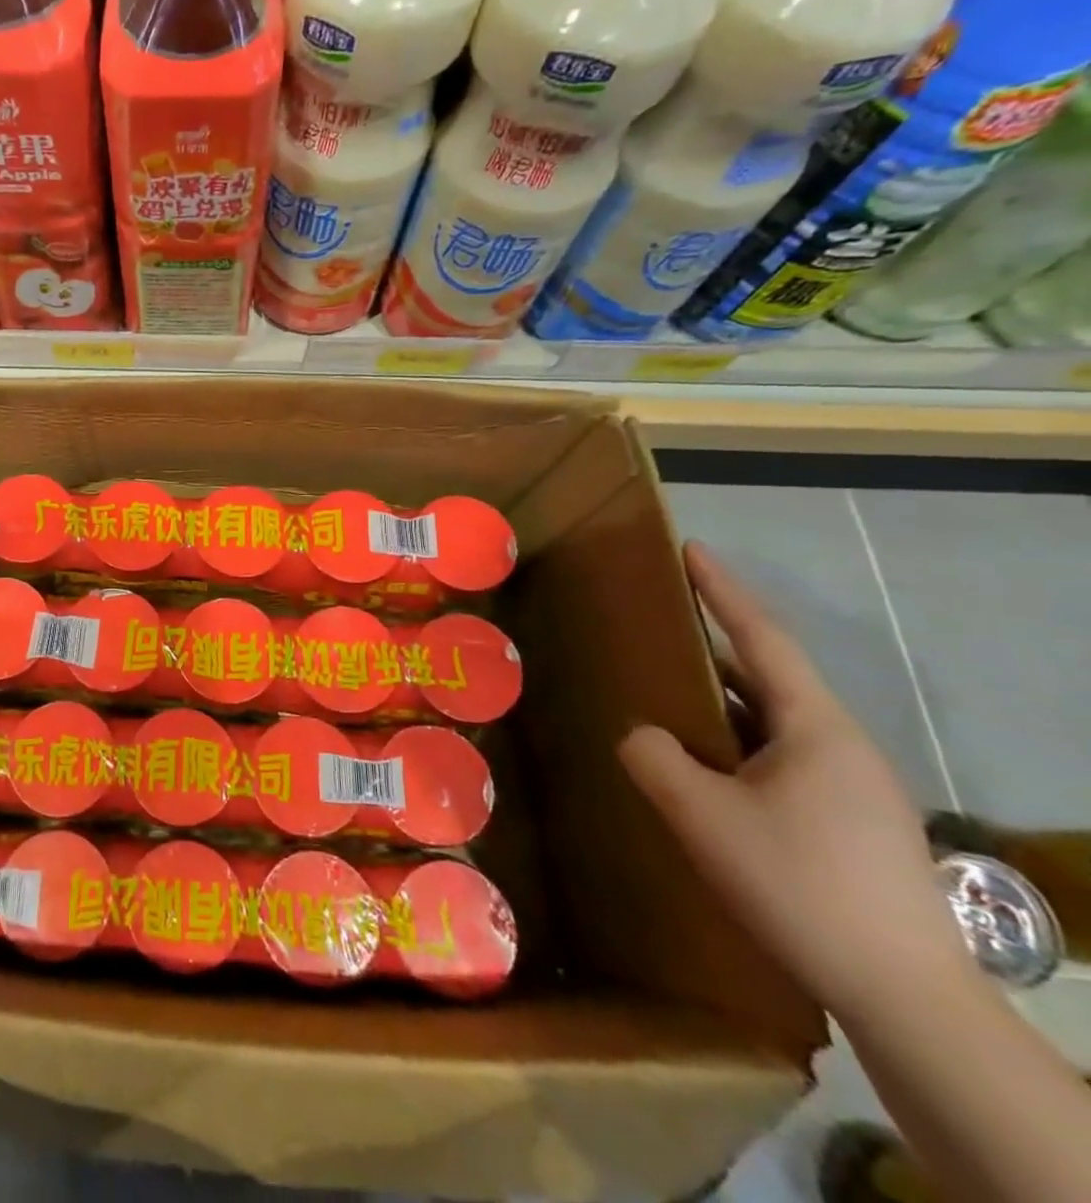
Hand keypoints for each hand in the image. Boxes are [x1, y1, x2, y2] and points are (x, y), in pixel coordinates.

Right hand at [619, 542, 971, 1020]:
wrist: (903, 995)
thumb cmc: (799, 883)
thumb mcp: (700, 814)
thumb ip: (653, 757)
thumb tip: (642, 735)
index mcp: (815, 727)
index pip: (763, 638)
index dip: (722, 591)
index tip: (692, 550)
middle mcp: (841, 746)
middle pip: (768, 678)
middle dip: (714, 648)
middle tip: (659, 628)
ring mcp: (851, 788)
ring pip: (771, 725)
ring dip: (720, 705)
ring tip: (666, 698)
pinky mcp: (849, 824)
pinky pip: (778, 761)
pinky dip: (733, 747)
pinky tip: (701, 771)